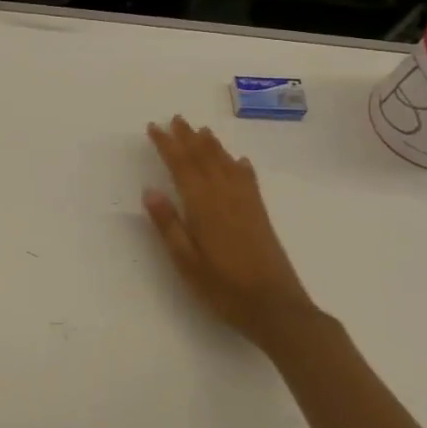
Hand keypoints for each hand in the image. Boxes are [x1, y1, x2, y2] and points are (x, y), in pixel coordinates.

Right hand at [143, 116, 318, 351]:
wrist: (276, 309)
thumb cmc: (224, 288)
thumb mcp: (186, 261)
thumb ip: (168, 225)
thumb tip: (149, 190)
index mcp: (203, 206)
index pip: (181, 166)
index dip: (167, 145)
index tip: (154, 127)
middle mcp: (225, 197)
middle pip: (205, 159)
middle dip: (188, 138)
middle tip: (175, 118)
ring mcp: (246, 205)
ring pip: (226, 165)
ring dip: (212, 146)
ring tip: (201, 130)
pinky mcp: (260, 216)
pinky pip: (249, 181)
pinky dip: (240, 166)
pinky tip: (238, 161)